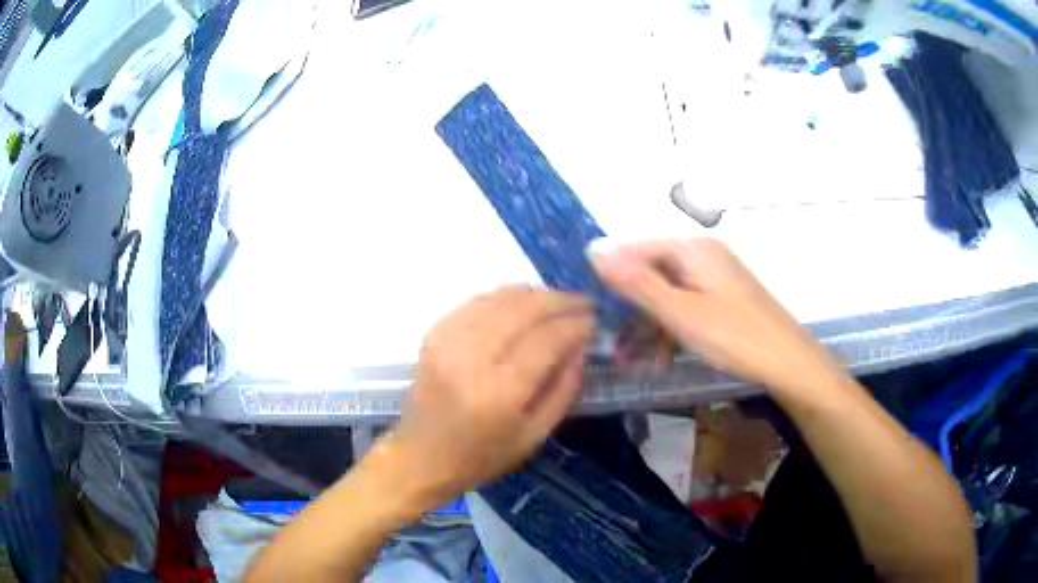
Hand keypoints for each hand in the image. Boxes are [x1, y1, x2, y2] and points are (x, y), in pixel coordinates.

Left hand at [381, 287, 595, 505]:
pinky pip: (477, 301)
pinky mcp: (434, 334)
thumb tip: (581, 346)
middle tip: (584, 303)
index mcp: (500, 392)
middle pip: (525, 308)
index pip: (547, 339)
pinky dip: (504, 297)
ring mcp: (448, 340)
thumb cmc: (481, 457)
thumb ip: (564, 389)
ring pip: (500, 297)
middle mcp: (472, 357)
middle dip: (561, 300)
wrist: (420, 457)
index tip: (595, 321)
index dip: (576, 324)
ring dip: (535, 294)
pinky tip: (521, 304)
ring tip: (558, 302)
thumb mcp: (534, 436)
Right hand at [593, 238, 843, 392]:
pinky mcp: (723, 297)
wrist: (787, 362)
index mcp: (693, 248)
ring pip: (669, 293)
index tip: (591, 303)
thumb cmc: (734, 336)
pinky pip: (686, 305)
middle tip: (615, 343)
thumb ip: (638, 283)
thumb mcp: (680, 312)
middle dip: (631, 307)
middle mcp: (704, 255)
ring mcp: (716, 276)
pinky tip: (663, 355)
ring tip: (636, 359)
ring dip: (649, 324)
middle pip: (654, 271)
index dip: (612, 272)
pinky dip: (671, 327)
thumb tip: (595, 251)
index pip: (638, 247)